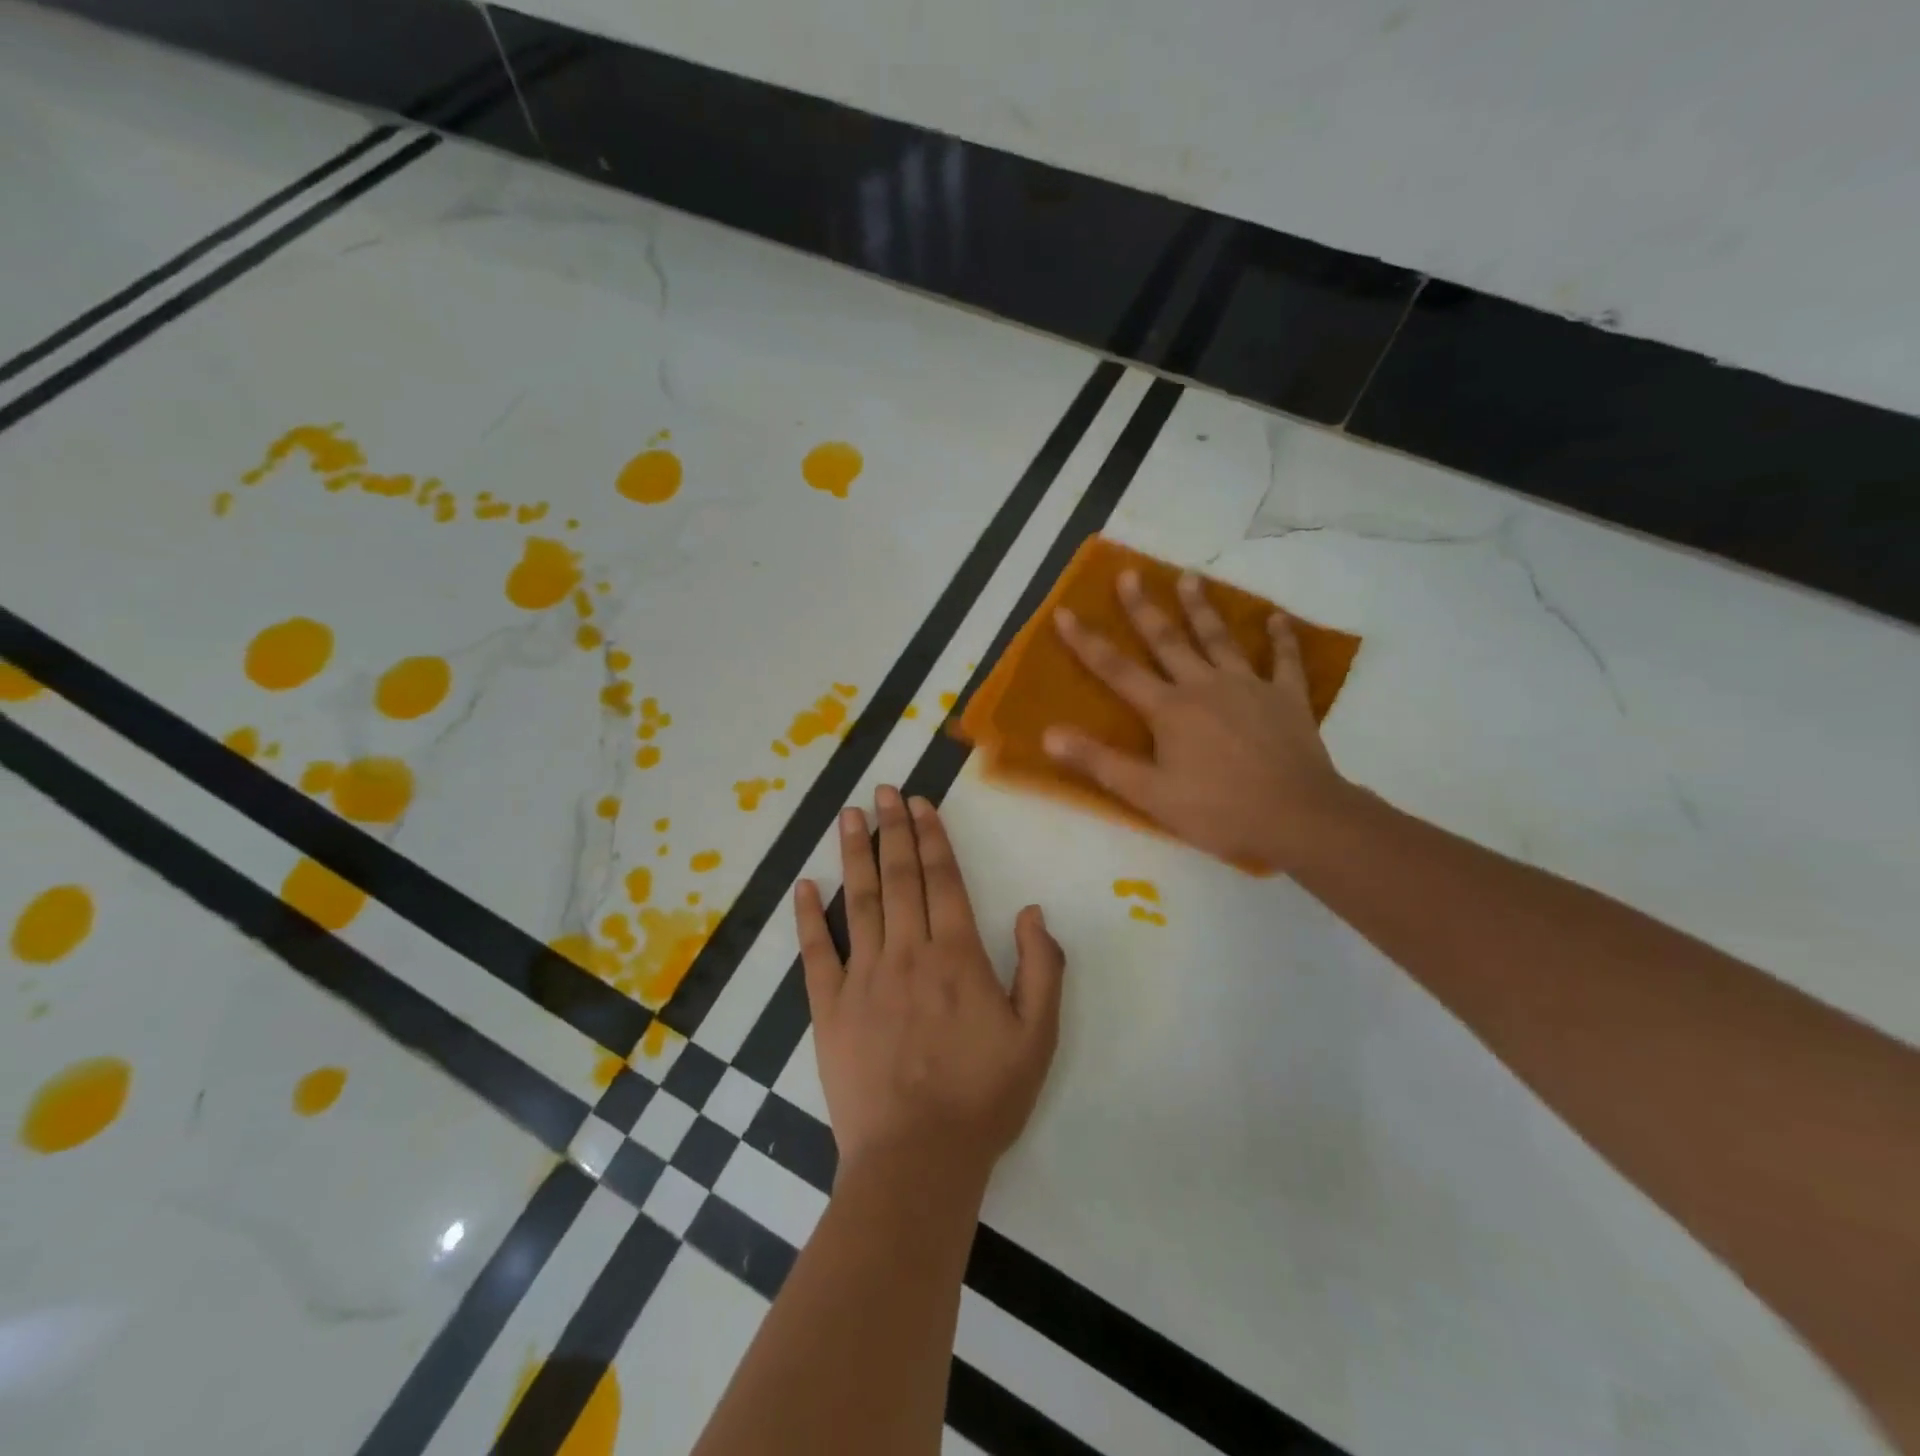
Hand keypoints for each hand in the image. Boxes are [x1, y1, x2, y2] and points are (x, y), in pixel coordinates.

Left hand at [796, 786, 1066, 1189]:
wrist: (918, 1159)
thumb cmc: (983, 1096)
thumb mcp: (1038, 1036)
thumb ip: (1042, 967)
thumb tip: (1032, 909)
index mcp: (957, 956)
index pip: (943, 881)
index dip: (932, 837)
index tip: (920, 803)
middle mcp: (907, 953)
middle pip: (900, 878)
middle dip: (892, 830)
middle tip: (883, 792)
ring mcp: (863, 978)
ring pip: (859, 901)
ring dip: (854, 855)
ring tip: (849, 816)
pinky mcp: (830, 1008)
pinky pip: (816, 953)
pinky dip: (808, 917)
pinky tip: (803, 885)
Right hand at [1044, 568, 1354, 872]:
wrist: (1297, 818)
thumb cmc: (1218, 810)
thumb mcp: (1149, 794)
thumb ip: (1099, 762)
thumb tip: (1049, 735)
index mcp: (1169, 709)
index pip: (1117, 670)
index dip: (1087, 641)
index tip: (1065, 611)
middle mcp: (1205, 686)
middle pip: (1167, 640)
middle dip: (1144, 608)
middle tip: (1130, 574)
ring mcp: (1249, 687)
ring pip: (1220, 639)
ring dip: (1202, 609)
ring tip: (1189, 577)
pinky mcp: (1287, 698)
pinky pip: (1284, 661)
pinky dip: (1281, 639)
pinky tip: (1278, 619)